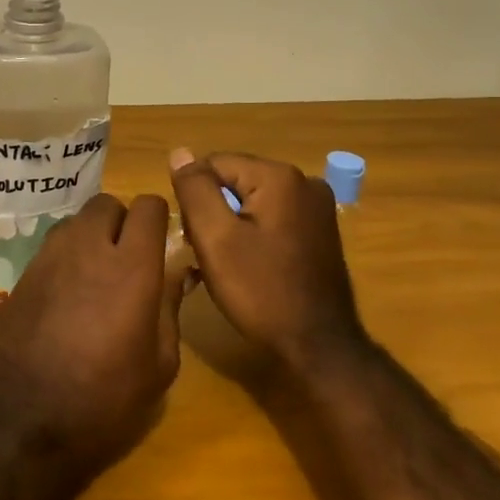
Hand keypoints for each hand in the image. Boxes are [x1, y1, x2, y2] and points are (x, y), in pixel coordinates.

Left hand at [0, 193, 183, 472]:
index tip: (161, 243)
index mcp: (130, 267)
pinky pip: (50, 249)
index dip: (158, 219)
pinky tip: (66, 297)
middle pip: (106, 204)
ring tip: (96, 276)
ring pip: (75, 222)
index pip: (147, 206)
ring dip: (90, 237)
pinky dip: (65, 259)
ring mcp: (47, 259)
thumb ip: (170, 308)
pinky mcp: (20, 276)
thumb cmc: (104, 401)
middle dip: (121, 222)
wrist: (21, 423)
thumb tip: (178, 272)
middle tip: (128, 258)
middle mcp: (86, 249)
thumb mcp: (158, 366)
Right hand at [168, 149, 364, 369]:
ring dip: (230, 226)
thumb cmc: (261, 292)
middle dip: (213, 212)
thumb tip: (180, 152)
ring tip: (227, 265)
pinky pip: (271, 218)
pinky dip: (252, 235)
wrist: (319, 347)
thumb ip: (195, 190)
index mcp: (280, 176)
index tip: (195, 238)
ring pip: (251, 201)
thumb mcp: (215, 239)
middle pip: (234, 180)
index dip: (195, 199)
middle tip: (208, 255)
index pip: (214, 165)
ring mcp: (317, 207)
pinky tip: (248, 266)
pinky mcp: (319, 231)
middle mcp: (304, 181)